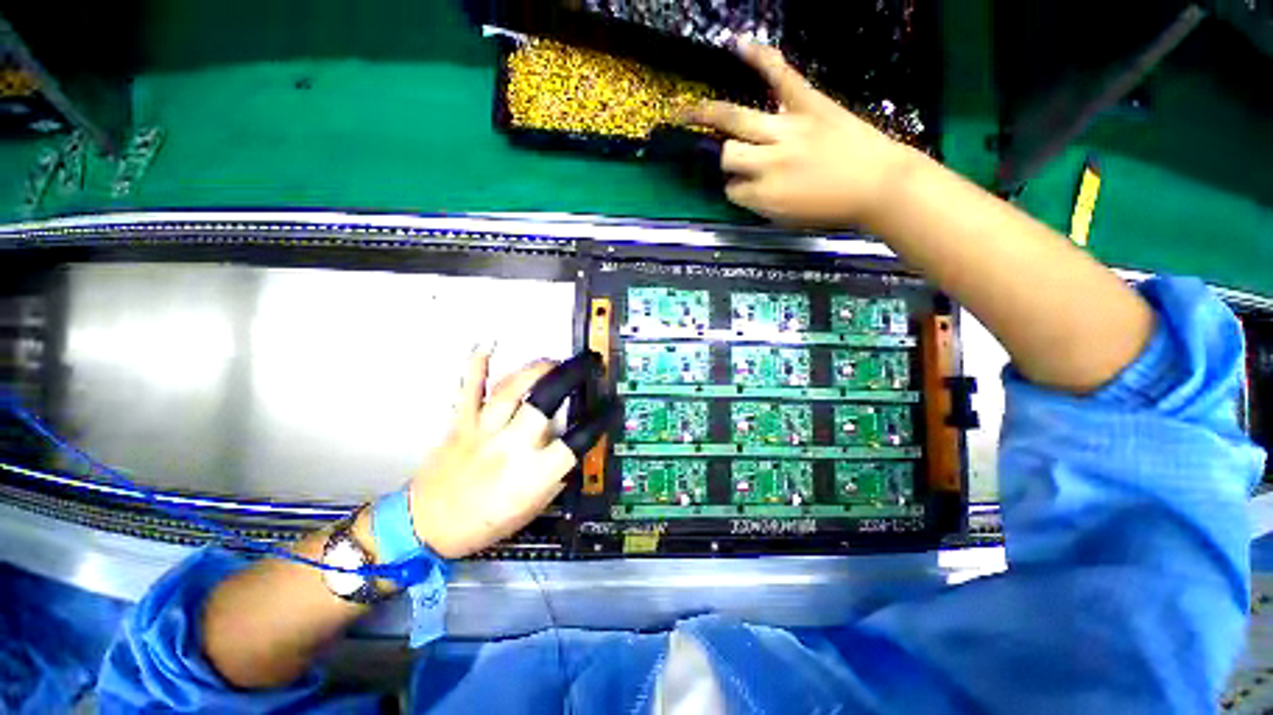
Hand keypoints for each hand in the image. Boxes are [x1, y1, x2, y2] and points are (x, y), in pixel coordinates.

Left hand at [406, 349, 604, 558]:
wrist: (426, 527)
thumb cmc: (484, 524)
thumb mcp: (532, 508)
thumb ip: (554, 475)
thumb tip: (568, 447)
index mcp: (533, 474)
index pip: (576, 440)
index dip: (599, 420)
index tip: (611, 405)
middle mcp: (511, 446)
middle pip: (545, 401)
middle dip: (570, 376)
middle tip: (586, 363)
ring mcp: (483, 431)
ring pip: (511, 390)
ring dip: (536, 369)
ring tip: (553, 361)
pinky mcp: (460, 423)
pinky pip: (469, 389)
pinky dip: (477, 365)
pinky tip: (487, 344)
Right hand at [686, 43, 917, 228]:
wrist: (882, 186)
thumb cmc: (834, 210)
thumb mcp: (788, 219)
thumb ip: (760, 204)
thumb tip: (742, 188)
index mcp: (764, 197)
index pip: (731, 190)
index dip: (735, 189)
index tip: (743, 188)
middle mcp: (769, 162)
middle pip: (727, 154)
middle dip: (725, 158)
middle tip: (728, 155)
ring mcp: (788, 129)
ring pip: (736, 120)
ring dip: (710, 116)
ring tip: (688, 112)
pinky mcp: (810, 104)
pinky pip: (780, 76)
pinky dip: (759, 58)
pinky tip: (737, 47)